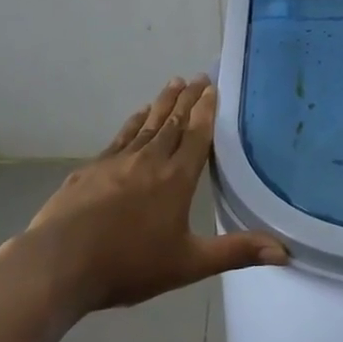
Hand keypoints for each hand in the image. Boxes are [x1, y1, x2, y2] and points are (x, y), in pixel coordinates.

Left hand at [28, 77, 287, 312]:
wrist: (58, 265)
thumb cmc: (129, 264)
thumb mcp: (189, 263)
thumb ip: (236, 252)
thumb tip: (285, 251)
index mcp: (177, 178)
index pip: (197, 135)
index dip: (207, 110)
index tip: (213, 87)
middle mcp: (150, 160)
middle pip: (173, 122)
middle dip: (187, 98)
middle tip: (198, 77)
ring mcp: (117, 161)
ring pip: (147, 124)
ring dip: (162, 103)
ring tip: (172, 84)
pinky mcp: (91, 169)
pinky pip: (121, 136)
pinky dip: (133, 123)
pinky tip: (137, 116)